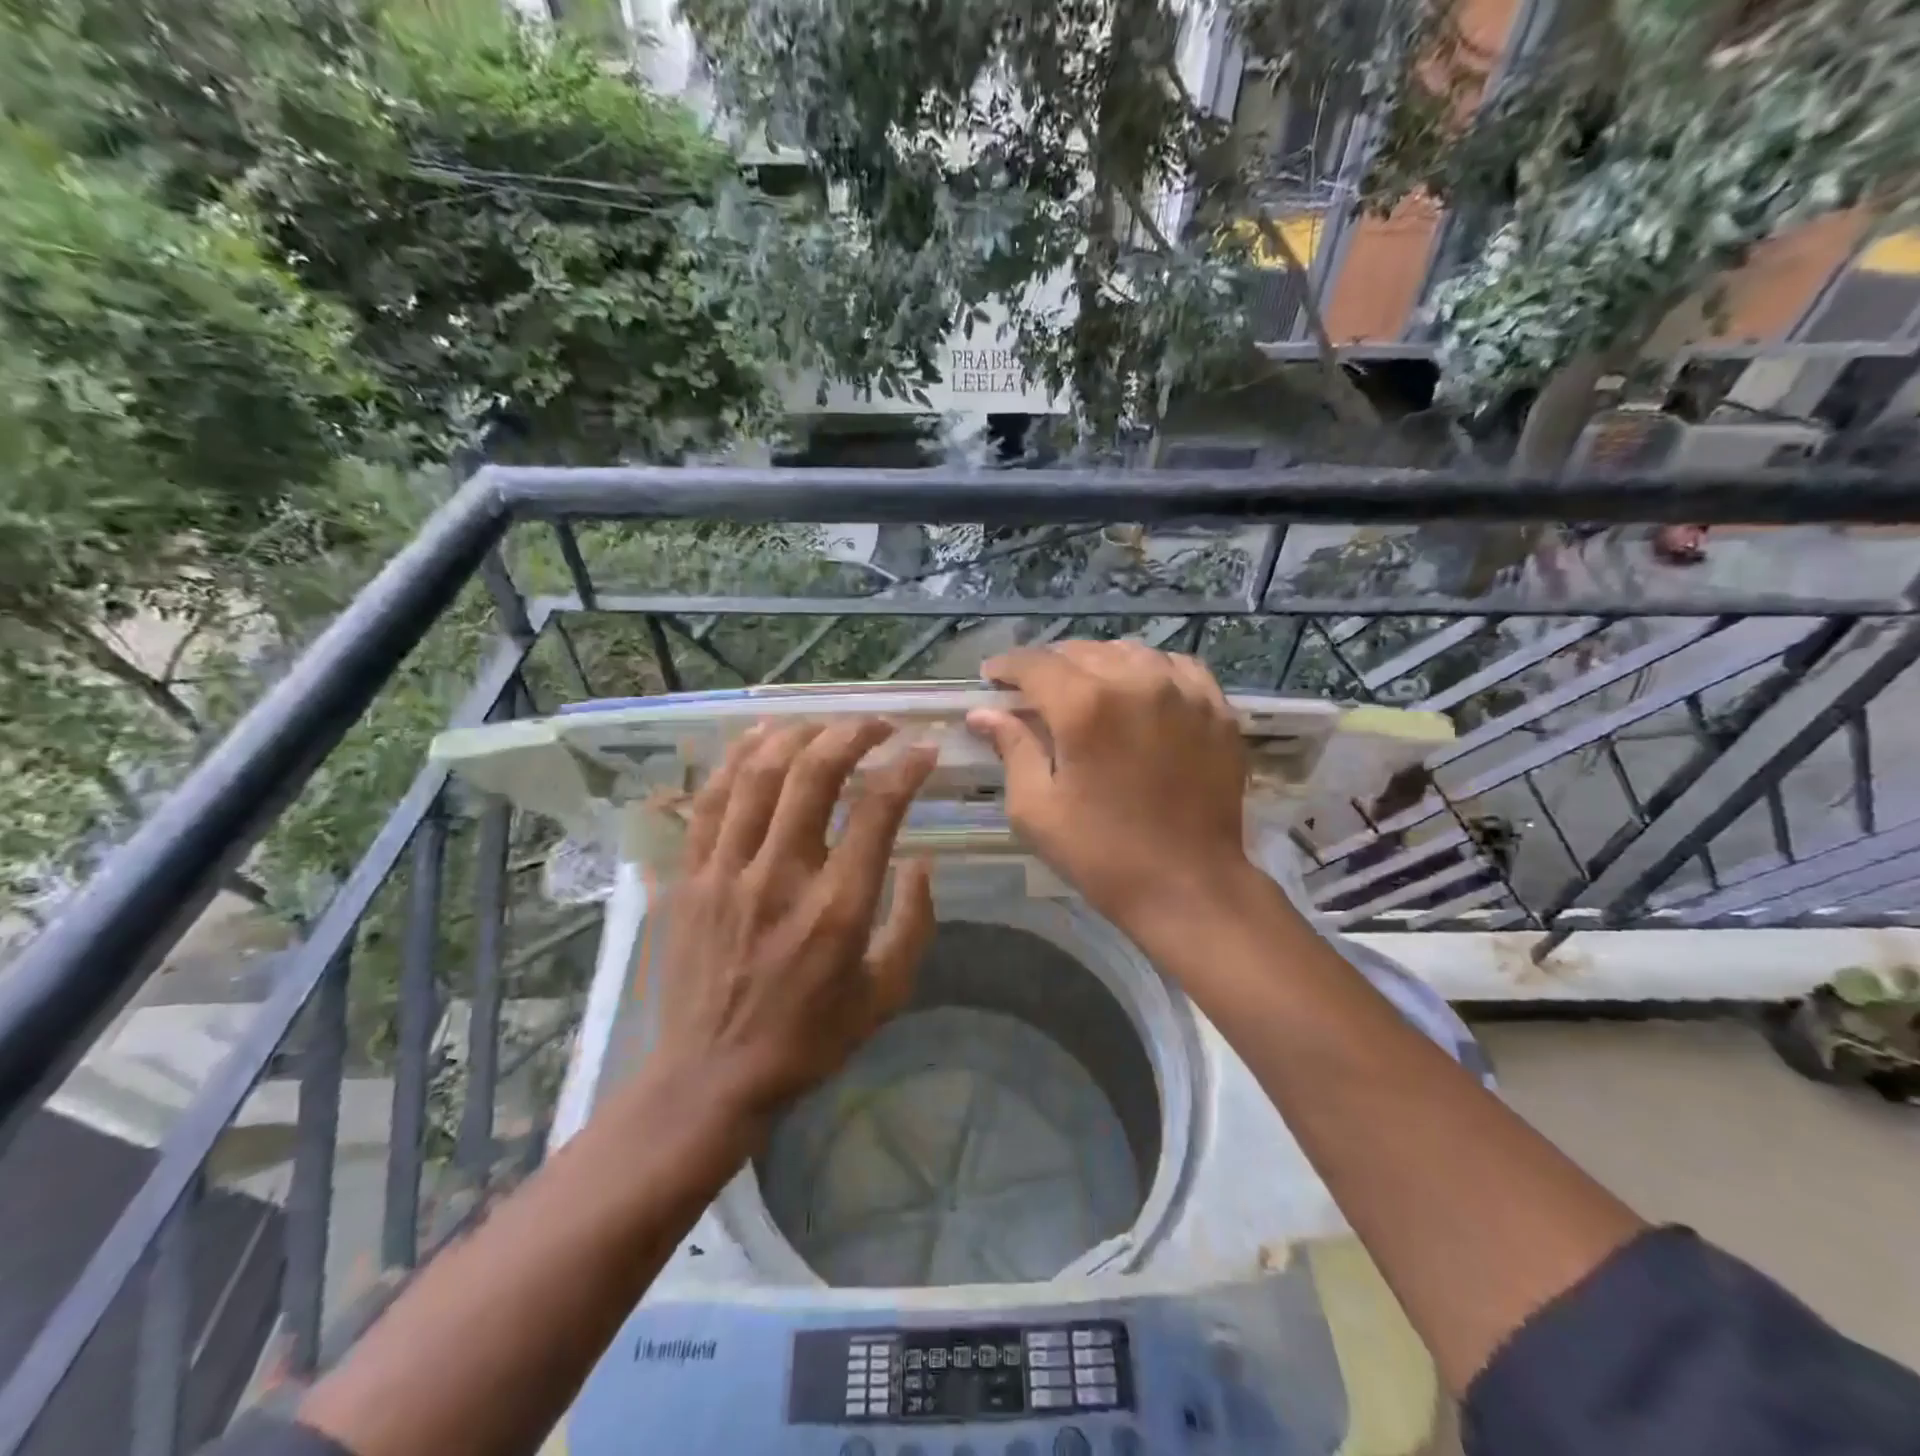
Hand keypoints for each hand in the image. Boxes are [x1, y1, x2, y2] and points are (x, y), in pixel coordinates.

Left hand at [652, 719, 935, 1120]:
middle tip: (878, 725)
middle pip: (814, 775)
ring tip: (825, 724)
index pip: (877, 811)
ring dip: (797, 735)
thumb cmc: (809, 1038)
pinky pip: (711, 800)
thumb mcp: (886, 993)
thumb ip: (914, 923)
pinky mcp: (691, 876)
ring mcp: (727, 872)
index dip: (906, 769)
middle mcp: (781, 876)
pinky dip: (737, 759)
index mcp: (838, 908)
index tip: (924, 750)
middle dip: (852, 734)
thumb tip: (921, 861)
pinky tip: (759, 737)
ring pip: (759, 775)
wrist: (711, 1077)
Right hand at [968, 641, 1254, 935]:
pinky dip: (1148, 671)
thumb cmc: (1101, 853)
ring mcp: (1183, 691)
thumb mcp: (1037, 809)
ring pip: (1128, 652)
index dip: (1007, 666)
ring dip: (1097, 664)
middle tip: (1035, 693)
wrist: (1189, 885)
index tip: (992, 676)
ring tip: (1086, 689)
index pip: (1034, 664)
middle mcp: (1135, 682)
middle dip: (1049, 667)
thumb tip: (983, 713)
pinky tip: (1139, 692)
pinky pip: (1175, 666)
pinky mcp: (1216, 708)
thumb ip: (1011, 749)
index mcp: (1084, 706)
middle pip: (1080, 651)